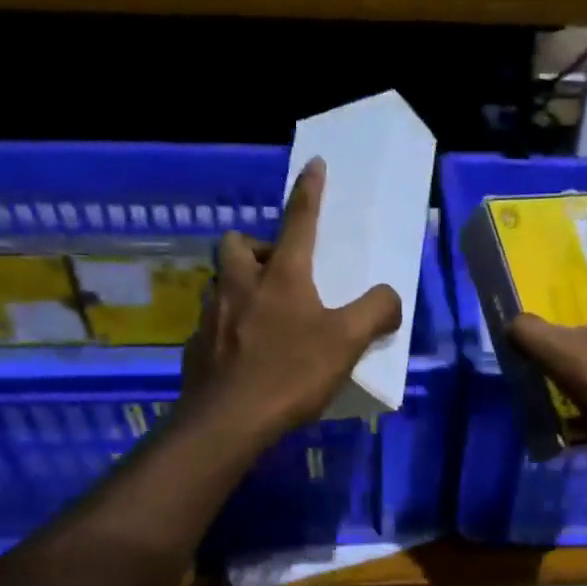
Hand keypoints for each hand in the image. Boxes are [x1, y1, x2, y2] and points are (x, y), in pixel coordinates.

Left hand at [182, 157, 402, 440]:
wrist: (229, 420)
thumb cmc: (291, 374)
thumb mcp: (347, 343)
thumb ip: (375, 312)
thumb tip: (391, 297)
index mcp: (281, 276)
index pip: (299, 220)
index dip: (309, 192)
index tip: (314, 165)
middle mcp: (240, 285)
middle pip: (237, 244)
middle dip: (255, 246)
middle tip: (276, 272)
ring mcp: (211, 315)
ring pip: (220, 283)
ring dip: (239, 287)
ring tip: (261, 315)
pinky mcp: (195, 346)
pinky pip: (211, 323)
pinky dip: (228, 326)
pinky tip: (243, 353)